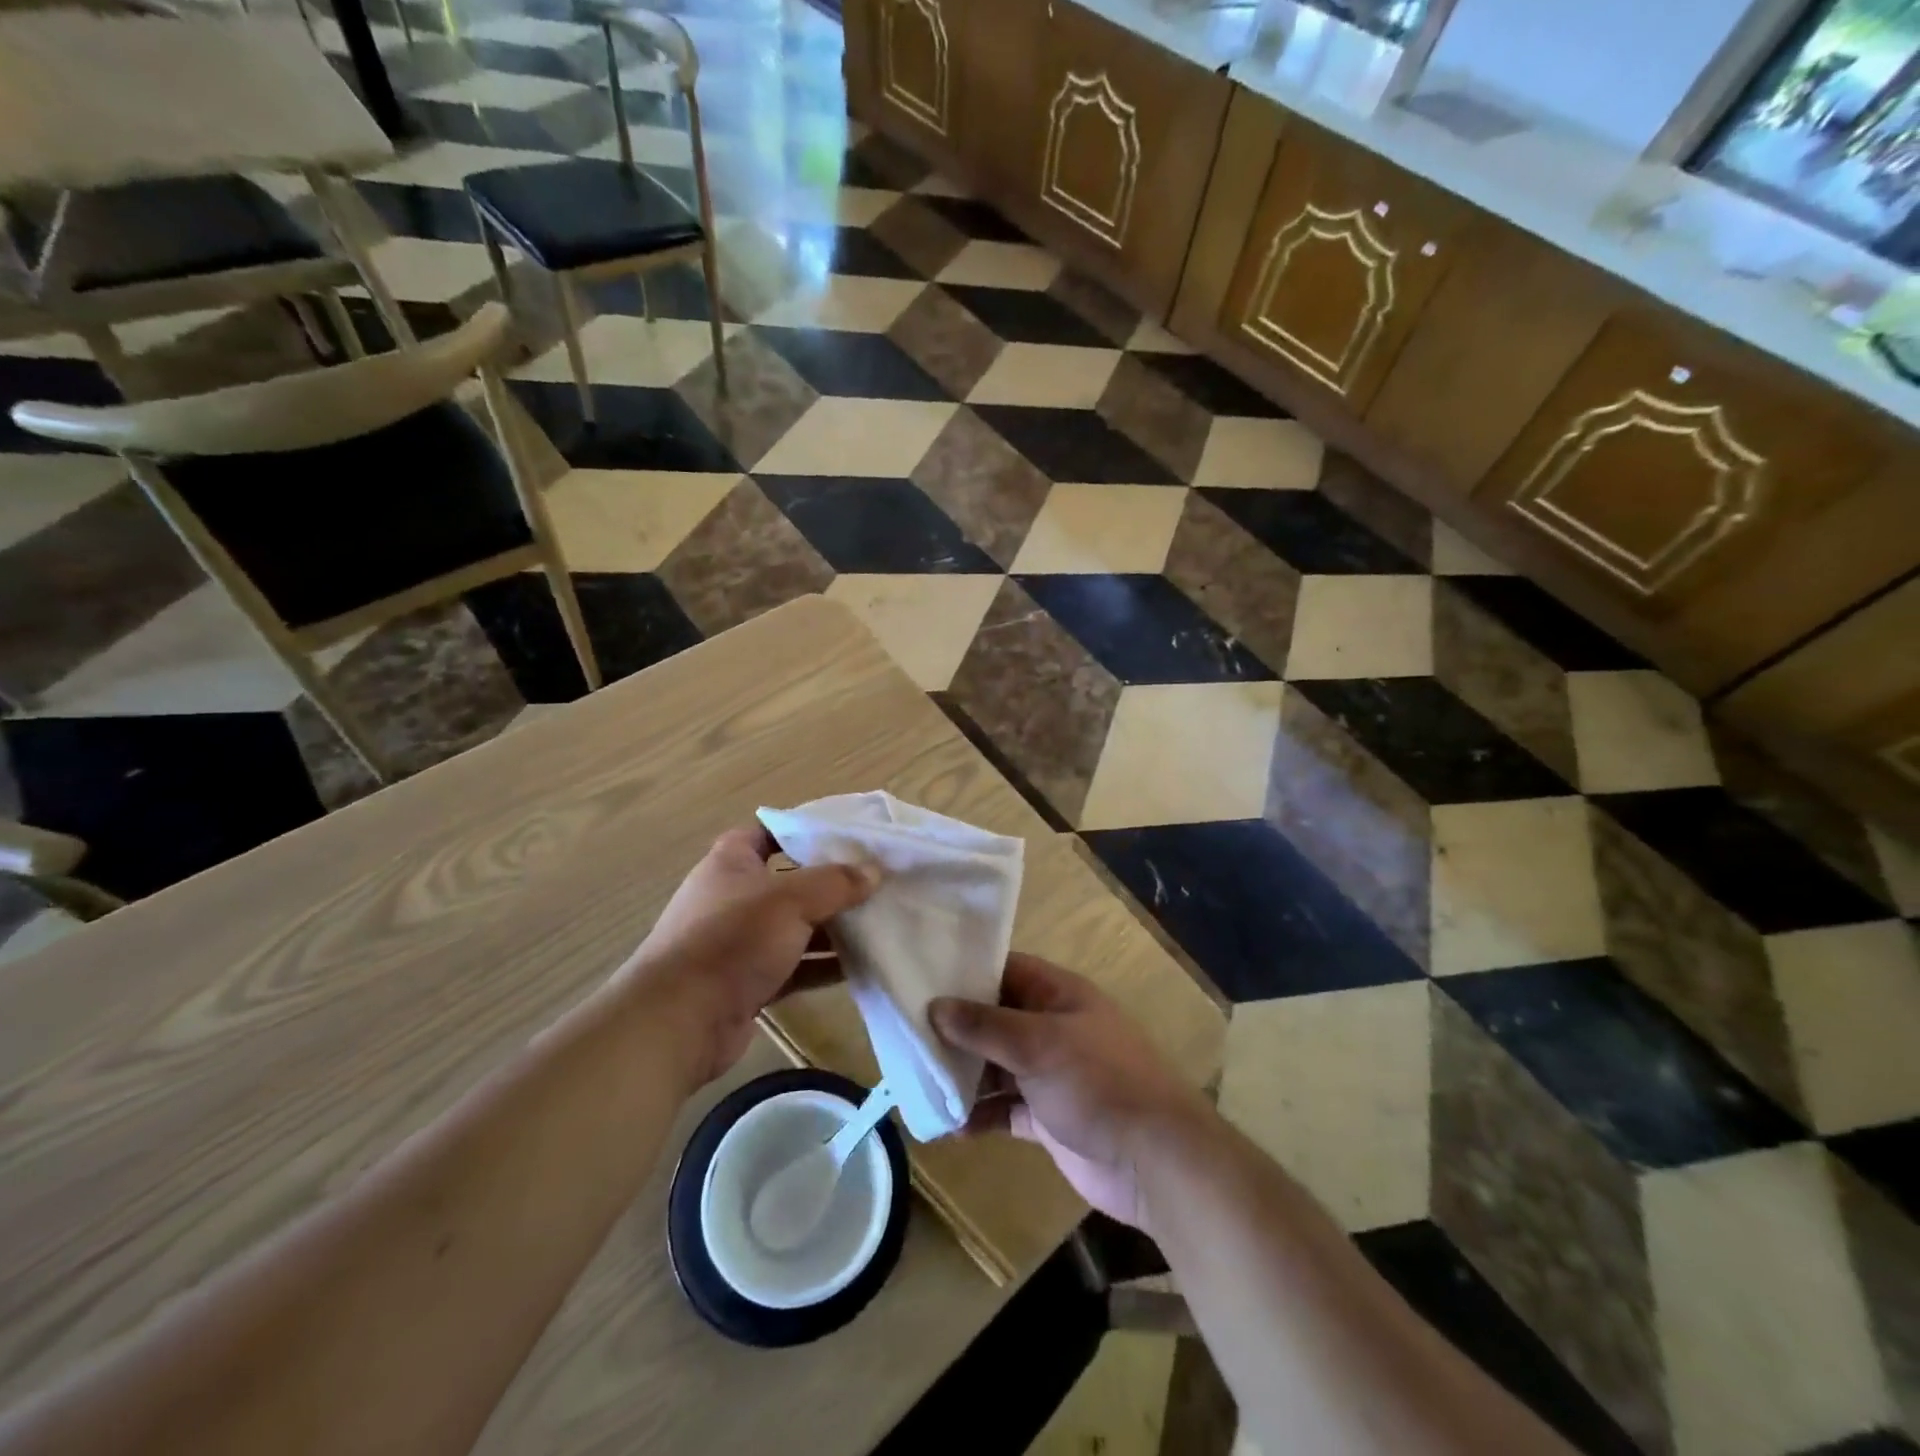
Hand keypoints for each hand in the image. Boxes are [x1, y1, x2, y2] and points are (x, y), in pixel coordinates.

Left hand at [618, 826, 877, 1086]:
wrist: (680, 1019)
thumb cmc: (732, 939)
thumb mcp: (790, 900)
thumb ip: (835, 883)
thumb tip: (874, 871)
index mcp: (731, 863)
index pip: (767, 832)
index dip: (802, 830)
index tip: (845, 835)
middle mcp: (733, 897)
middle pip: (789, 881)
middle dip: (829, 883)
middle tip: (873, 881)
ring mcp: (739, 942)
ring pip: (794, 927)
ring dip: (830, 927)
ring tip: (877, 921)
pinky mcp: (747, 982)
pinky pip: (793, 965)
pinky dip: (822, 964)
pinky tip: (860, 965)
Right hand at [929, 954, 1209, 1233]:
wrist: (1156, 1161)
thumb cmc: (1099, 1082)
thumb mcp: (1038, 1044)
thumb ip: (985, 1026)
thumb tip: (934, 1006)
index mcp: (1057, 995)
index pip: (1003, 970)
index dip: (964, 972)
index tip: (919, 978)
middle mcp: (1051, 1027)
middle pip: (993, 1019)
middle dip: (954, 1030)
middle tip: (904, 1037)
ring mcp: (1049, 1074)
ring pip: (995, 1066)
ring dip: (961, 1076)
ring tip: (916, 1085)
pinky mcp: (1047, 1116)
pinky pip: (1003, 1107)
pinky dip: (978, 1114)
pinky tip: (946, 1126)